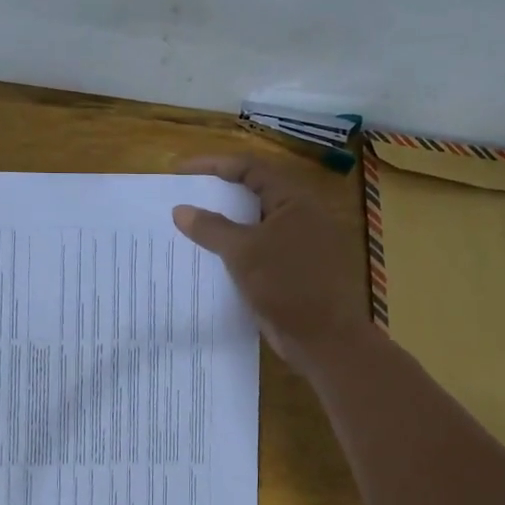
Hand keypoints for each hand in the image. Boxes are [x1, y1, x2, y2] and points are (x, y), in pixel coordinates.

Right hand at [171, 155, 369, 376]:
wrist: (324, 338)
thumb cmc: (287, 285)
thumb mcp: (244, 252)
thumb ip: (211, 228)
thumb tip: (181, 210)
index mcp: (294, 201)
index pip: (250, 168)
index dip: (214, 165)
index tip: (181, 173)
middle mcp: (298, 216)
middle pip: (252, 194)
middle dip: (217, 195)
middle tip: (183, 198)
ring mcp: (297, 245)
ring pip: (254, 226)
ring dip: (223, 226)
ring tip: (188, 228)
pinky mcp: (291, 271)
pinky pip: (257, 251)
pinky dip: (234, 251)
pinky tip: (208, 260)